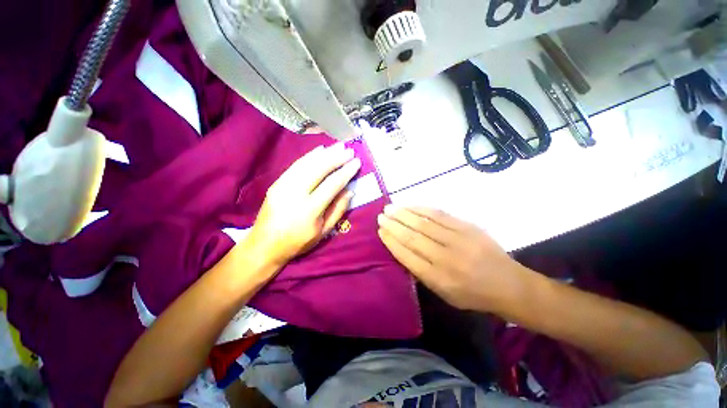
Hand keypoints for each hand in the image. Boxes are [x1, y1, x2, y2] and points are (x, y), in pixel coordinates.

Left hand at [248, 143, 360, 266]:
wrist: (264, 245)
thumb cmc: (298, 242)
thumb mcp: (323, 232)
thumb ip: (338, 210)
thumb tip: (349, 190)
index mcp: (310, 210)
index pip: (332, 185)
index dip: (346, 172)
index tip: (356, 163)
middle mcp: (295, 194)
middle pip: (319, 169)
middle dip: (336, 158)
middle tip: (349, 151)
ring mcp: (283, 186)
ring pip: (307, 164)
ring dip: (324, 154)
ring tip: (338, 147)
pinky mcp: (276, 183)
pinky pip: (295, 165)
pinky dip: (309, 156)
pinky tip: (319, 150)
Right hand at [377, 206, 522, 310]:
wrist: (509, 284)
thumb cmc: (472, 294)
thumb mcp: (444, 294)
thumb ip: (422, 273)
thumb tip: (402, 250)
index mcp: (438, 279)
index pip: (407, 255)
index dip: (391, 241)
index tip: (380, 231)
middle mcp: (446, 258)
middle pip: (413, 237)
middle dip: (393, 225)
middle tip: (381, 216)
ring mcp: (458, 240)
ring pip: (424, 223)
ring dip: (404, 214)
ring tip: (390, 208)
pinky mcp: (468, 227)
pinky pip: (439, 214)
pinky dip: (421, 209)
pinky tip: (410, 206)